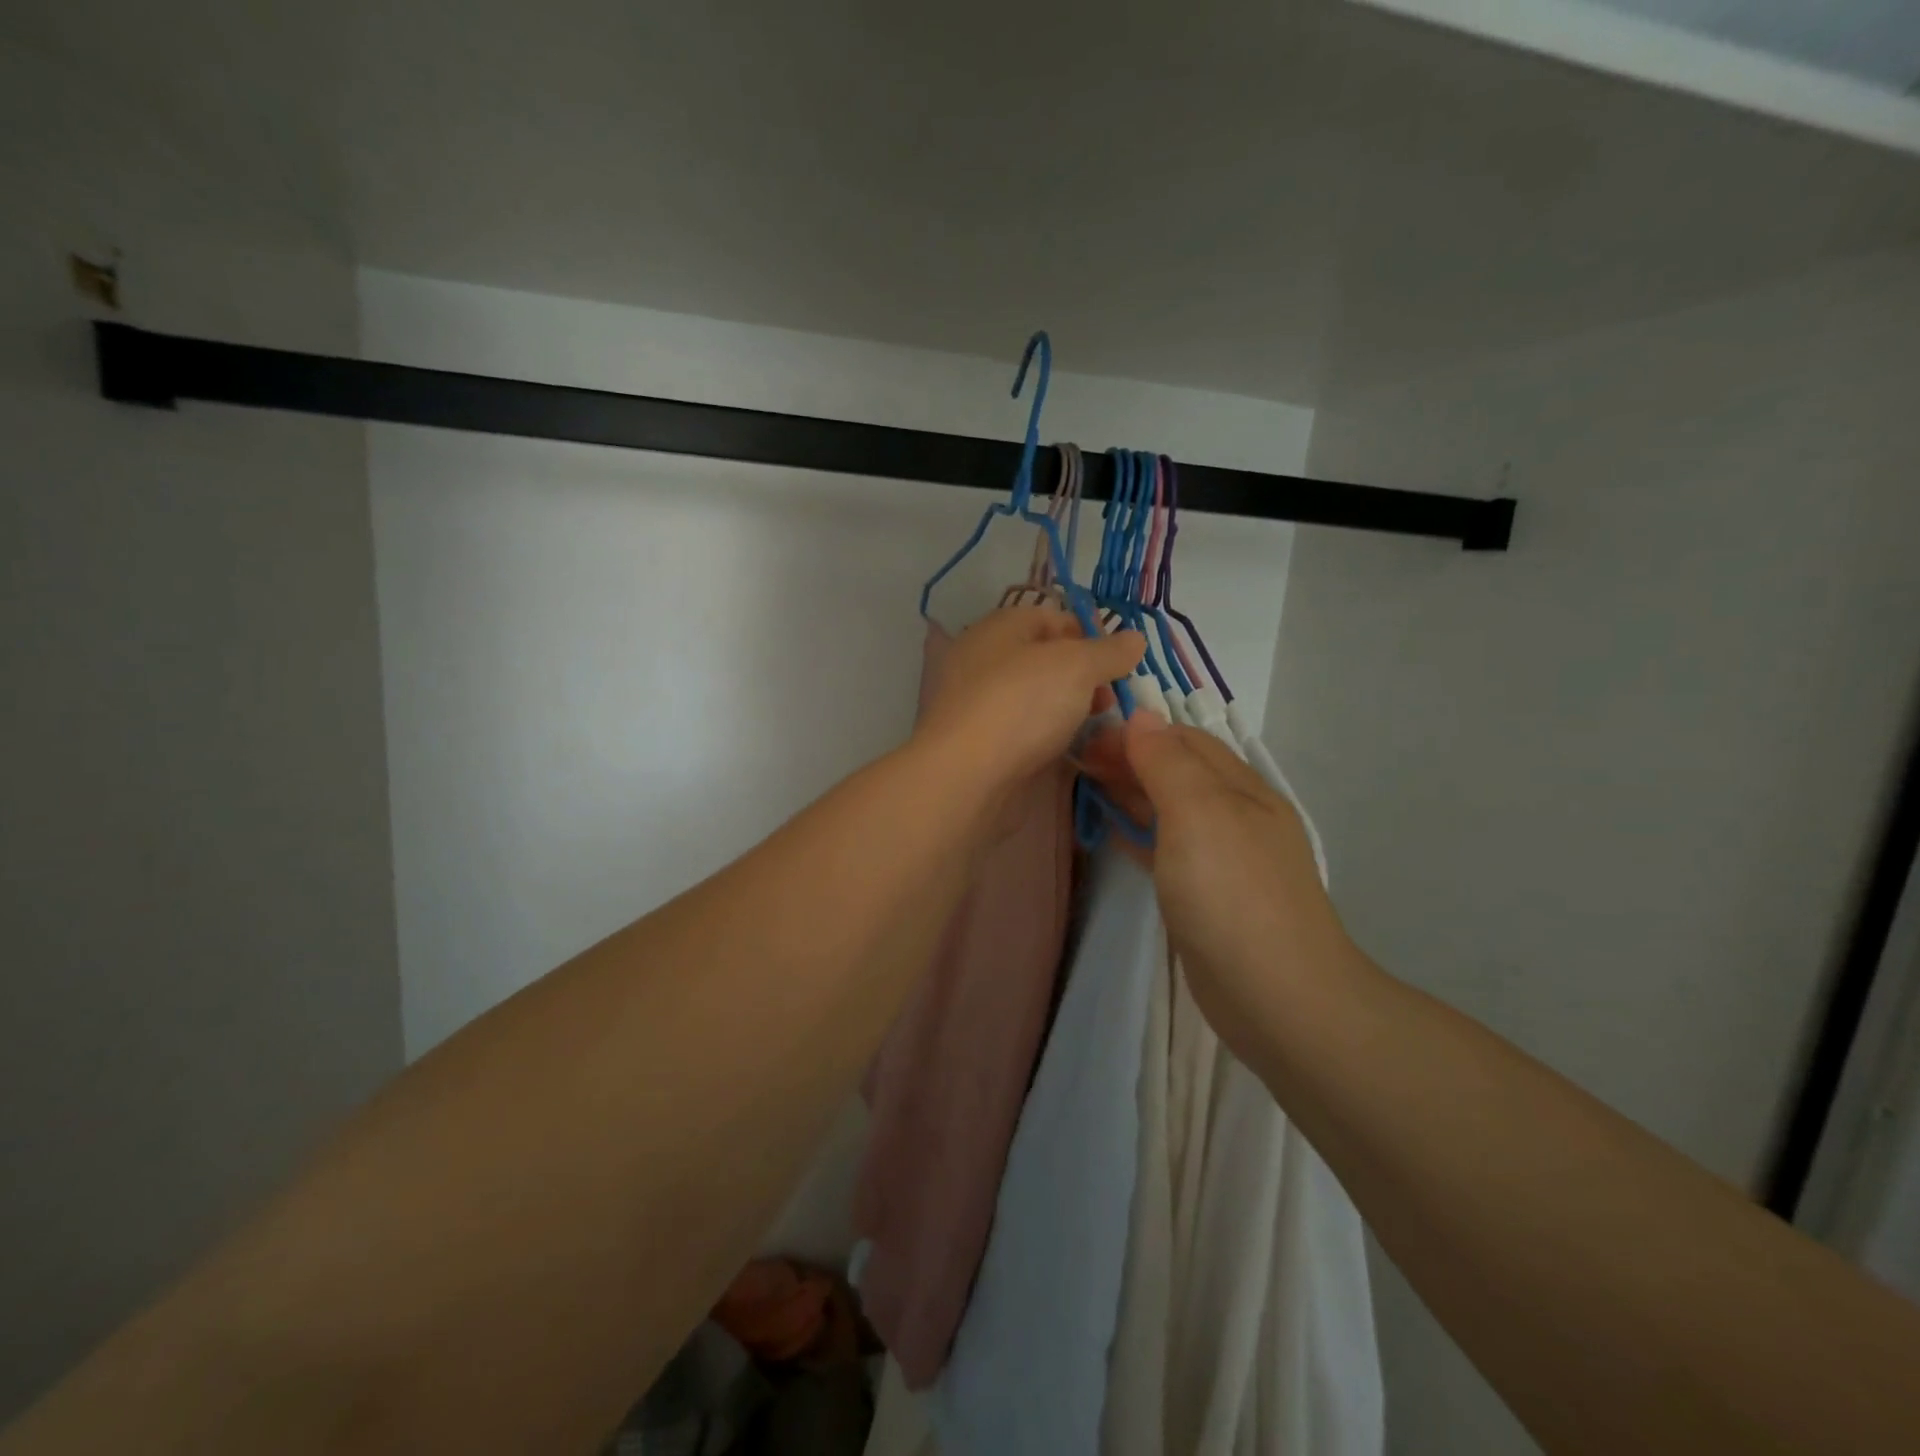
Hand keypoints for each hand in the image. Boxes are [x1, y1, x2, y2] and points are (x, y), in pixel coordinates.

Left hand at [913, 605, 1144, 815]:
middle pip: (1044, 659)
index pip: (1052, 618)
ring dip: (1068, 710)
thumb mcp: (1077, 666)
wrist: (965, 777)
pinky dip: (1046, 737)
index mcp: (999, 627)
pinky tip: (1068, 751)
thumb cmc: (1021, 704)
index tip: (1119, 664)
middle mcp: (983, 660)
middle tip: (1108, 701)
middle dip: (1083, 677)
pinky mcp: (979, 743)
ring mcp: (978, 704)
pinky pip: (1022, 731)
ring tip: (1096, 728)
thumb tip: (1134, 638)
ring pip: (1034, 698)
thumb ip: (1109, 651)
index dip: (1090, 635)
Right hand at [1080, 714, 1356, 1060]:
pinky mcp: (1207, 897)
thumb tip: (1141, 715)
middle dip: (1131, 760)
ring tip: (1088, 787)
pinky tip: (1114, 833)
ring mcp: (1223, 860)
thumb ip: (1168, 763)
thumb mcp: (1199, 813)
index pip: (1185, 740)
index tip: (1086, 736)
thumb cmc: (1233, 894)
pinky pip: (1168, 849)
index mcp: (1241, 788)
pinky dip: (1139, 833)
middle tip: (1079, 763)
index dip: (1137, 732)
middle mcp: (1235, 817)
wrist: (1277, 997)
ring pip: (1171, 810)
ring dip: (1132, 793)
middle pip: (1178, 772)